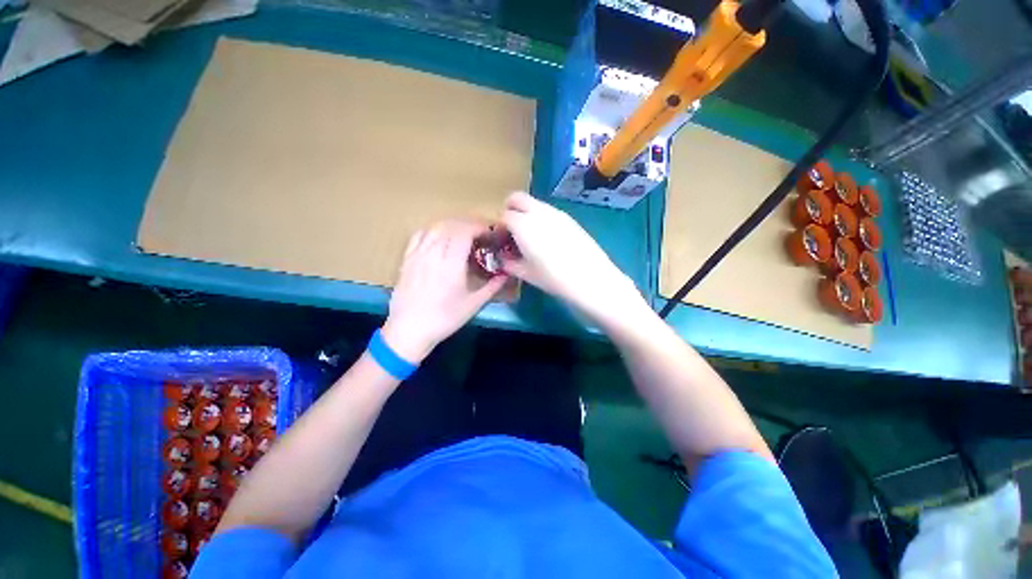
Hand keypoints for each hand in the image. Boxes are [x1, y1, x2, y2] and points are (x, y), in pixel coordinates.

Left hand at [382, 220, 507, 362]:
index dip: (479, 226)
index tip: (490, 231)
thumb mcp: (473, 305)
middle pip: (451, 225)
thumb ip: (492, 286)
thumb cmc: (444, 319)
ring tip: (464, 234)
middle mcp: (433, 254)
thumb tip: (507, 274)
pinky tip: (440, 238)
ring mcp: (417, 254)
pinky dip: (434, 230)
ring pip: (435, 227)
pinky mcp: (407, 259)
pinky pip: (420, 234)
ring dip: (453, 225)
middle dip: (469, 224)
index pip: (465, 231)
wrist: (409, 330)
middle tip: (481, 233)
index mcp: (451, 264)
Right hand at [501, 192, 646, 325]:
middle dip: (509, 209)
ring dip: (526, 213)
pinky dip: (541, 218)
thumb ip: (510, 263)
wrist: (591, 278)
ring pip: (534, 203)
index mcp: (523, 224)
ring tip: (530, 236)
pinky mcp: (570, 218)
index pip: (504, 215)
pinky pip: (549, 211)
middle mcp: (538, 212)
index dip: (499, 227)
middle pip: (517, 198)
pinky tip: (548, 238)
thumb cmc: (554, 278)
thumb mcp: (527, 274)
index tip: (501, 240)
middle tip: (510, 229)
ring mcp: (556, 212)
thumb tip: (504, 259)